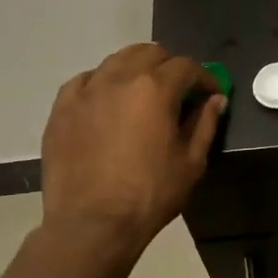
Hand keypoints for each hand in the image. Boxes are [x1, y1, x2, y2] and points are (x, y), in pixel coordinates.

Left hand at [39, 44, 224, 266]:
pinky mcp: (62, 108)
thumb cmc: (149, 195)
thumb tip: (215, 100)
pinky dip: (102, 84)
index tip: (209, 95)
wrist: (91, 225)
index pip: (186, 66)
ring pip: (116, 60)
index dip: (203, 78)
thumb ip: (205, 124)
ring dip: (136, 70)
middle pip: (150, 52)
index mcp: (155, 89)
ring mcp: (86, 91)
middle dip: (169, 67)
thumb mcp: (191, 163)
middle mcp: (119, 79)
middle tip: (177, 92)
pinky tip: (107, 104)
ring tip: (141, 95)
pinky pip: (85, 80)